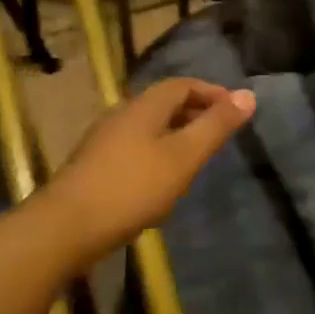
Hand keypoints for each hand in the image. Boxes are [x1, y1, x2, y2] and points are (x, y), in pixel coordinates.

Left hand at [40, 78, 255, 259]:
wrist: (65, 227)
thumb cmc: (132, 188)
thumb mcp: (183, 157)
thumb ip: (215, 127)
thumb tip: (248, 94)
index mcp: (144, 106)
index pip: (182, 85)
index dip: (211, 92)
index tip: (236, 109)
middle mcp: (121, 114)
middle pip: (163, 103)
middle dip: (195, 111)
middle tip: (220, 132)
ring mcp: (103, 140)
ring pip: (148, 126)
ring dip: (175, 133)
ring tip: (196, 156)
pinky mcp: (93, 166)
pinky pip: (134, 146)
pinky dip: (157, 151)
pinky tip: (162, 179)